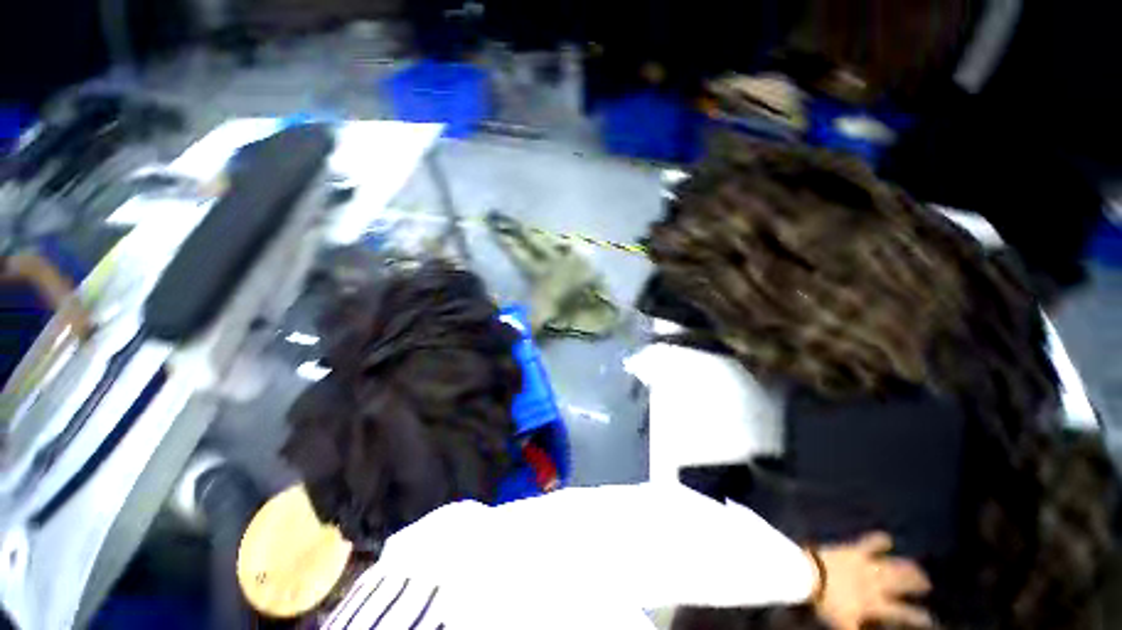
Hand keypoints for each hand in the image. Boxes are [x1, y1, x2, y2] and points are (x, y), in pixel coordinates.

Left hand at [811, 532, 932, 629]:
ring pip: (893, 566)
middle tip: (927, 583)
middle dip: (916, 584)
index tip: (930, 620)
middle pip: (902, 584)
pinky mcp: (853, 551)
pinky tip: (887, 536)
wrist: (810, 576)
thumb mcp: (845, 625)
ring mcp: (866, 566)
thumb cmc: (827, 603)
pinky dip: (878, 539)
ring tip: (917, 567)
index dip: (918, 617)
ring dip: (906, 566)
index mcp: (876, 605)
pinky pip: (868, 543)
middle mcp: (877, 585)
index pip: (903, 613)